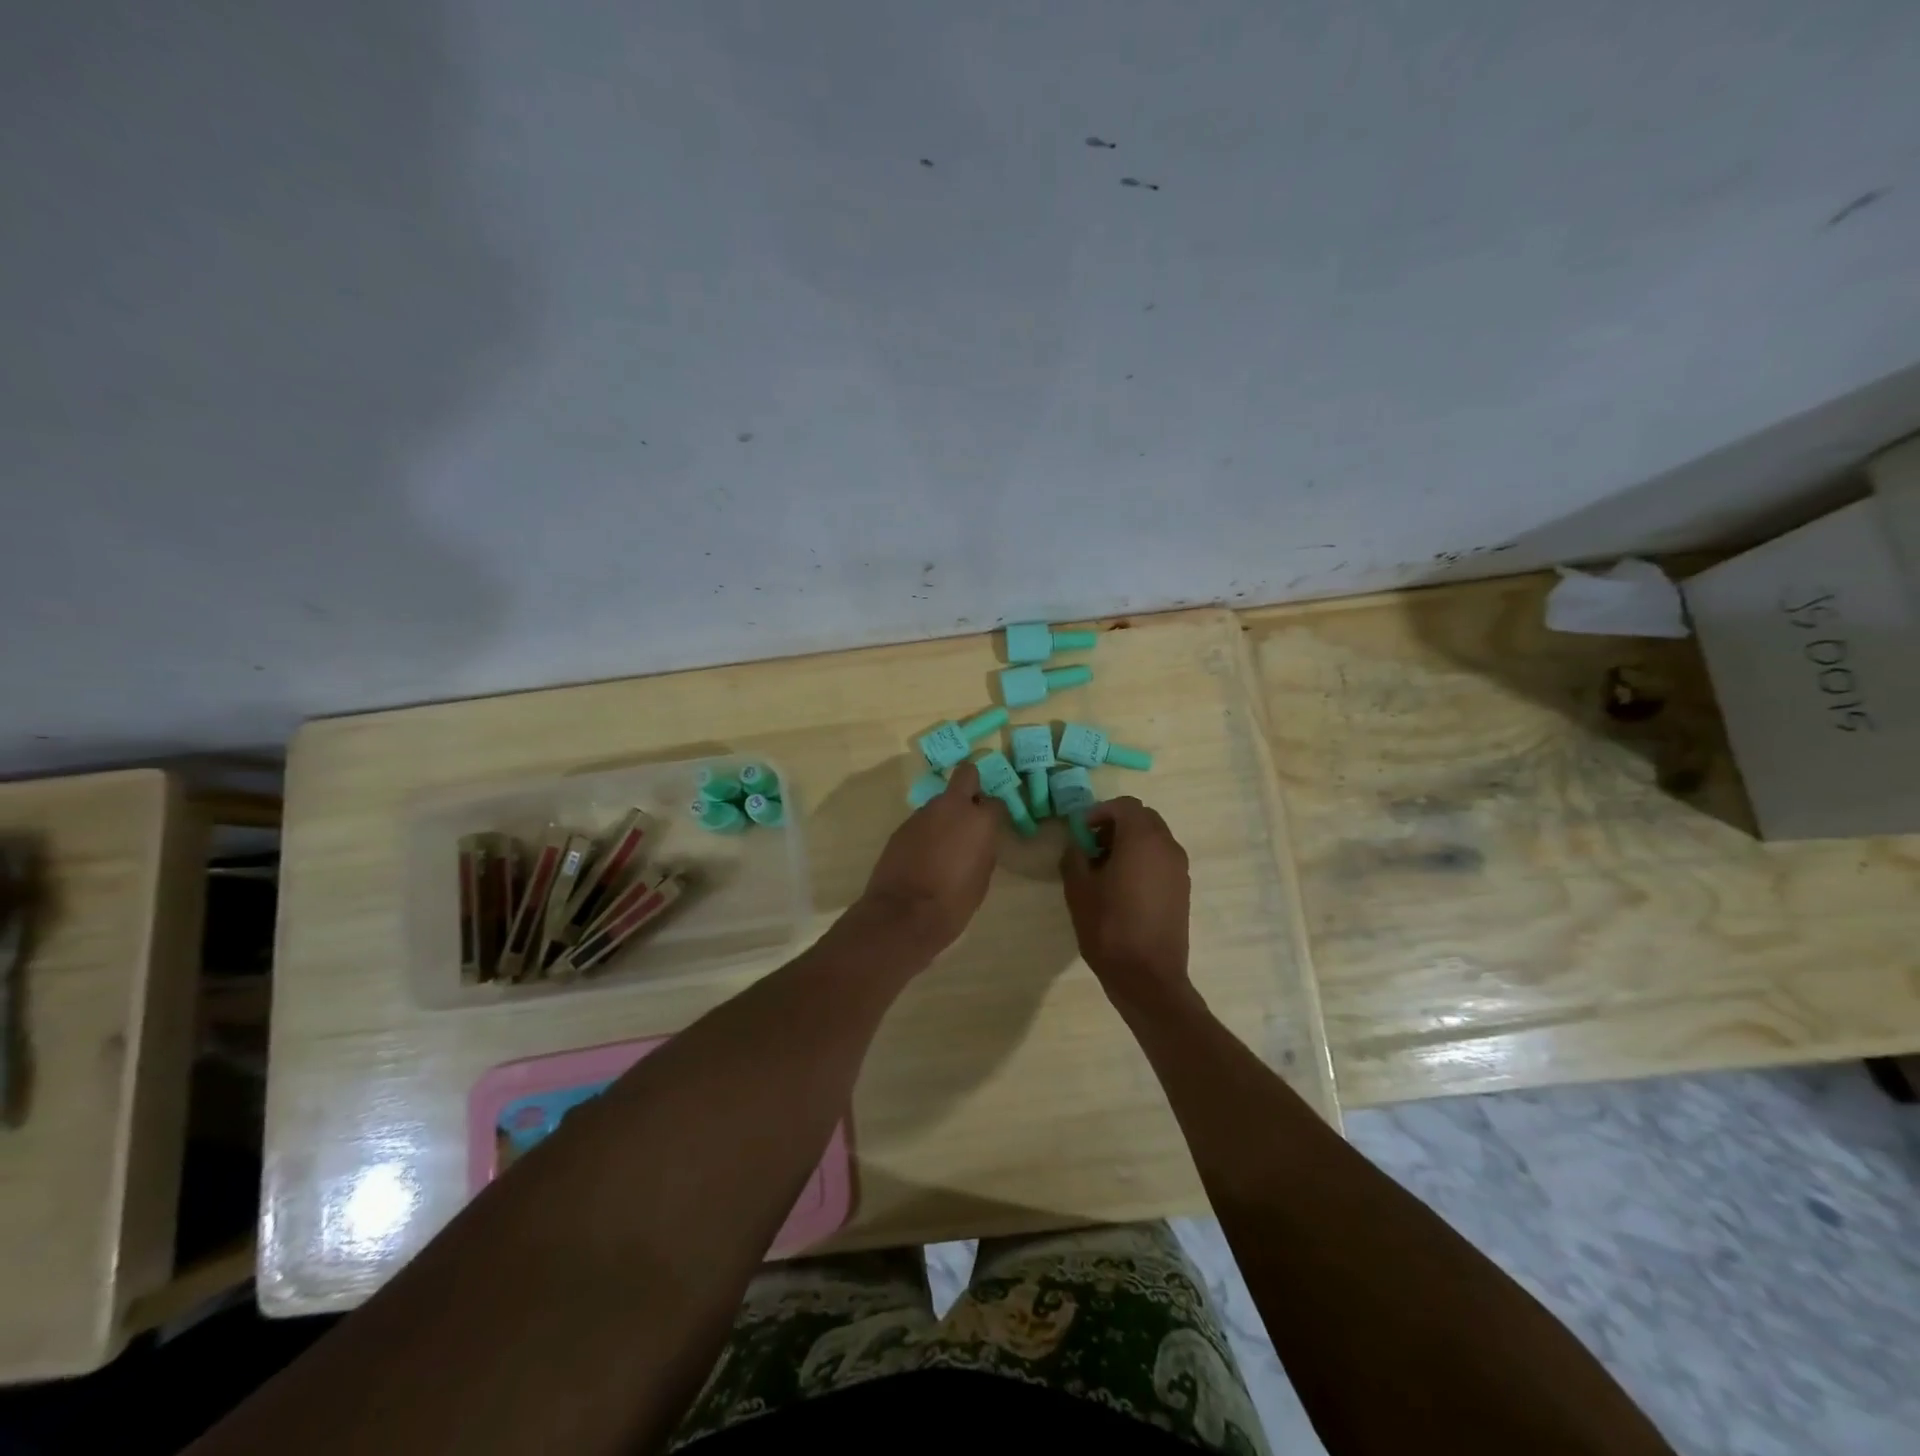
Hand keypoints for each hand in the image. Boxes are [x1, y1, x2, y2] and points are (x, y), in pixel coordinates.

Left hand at [857, 761, 999, 953]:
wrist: (904, 913)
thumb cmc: (953, 902)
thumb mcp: (982, 878)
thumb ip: (983, 849)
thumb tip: (979, 840)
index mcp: (979, 820)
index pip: (995, 802)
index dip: (994, 814)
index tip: (991, 827)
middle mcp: (951, 807)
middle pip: (966, 775)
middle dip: (971, 785)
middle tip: (970, 811)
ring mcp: (923, 814)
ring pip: (940, 802)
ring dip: (945, 815)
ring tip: (943, 845)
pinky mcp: (902, 826)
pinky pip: (922, 821)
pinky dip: (926, 832)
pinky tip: (924, 855)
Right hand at [1061, 797, 1192, 1011]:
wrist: (1148, 977)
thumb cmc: (1109, 928)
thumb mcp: (1078, 889)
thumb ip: (1075, 856)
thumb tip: (1077, 843)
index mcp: (1142, 839)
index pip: (1125, 805)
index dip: (1100, 812)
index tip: (1082, 832)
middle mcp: (1167, 846)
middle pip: (1143, 818)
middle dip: (1116, 825)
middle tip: (1092, 847)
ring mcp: (1179, 868)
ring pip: (1154, 838)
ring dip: (1130, 842)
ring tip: (1105, 869)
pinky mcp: (1182, 889)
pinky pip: (1162, 859)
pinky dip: (1143, 860)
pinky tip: (1123, 887)